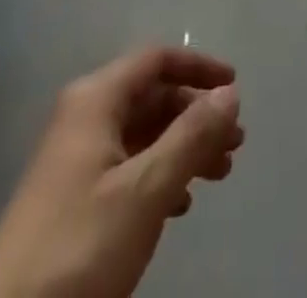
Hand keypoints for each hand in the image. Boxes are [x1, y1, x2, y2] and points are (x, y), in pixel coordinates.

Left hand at [0, 47, 243, 297]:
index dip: (198, 67)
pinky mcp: (71, 199)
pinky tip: (180, 205)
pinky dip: (159, 175)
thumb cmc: (80, 247)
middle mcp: (84, 117)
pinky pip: (126, 167)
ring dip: (183, 148)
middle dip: (196, 115)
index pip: (156, 60)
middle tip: (235, 144)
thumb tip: (229, 92)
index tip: (235, 88)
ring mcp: (75, 158)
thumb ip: (191, 136)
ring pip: (142, 135)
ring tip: (219, 174)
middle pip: (152, 97)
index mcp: (96, 99)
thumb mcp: (145, 190)